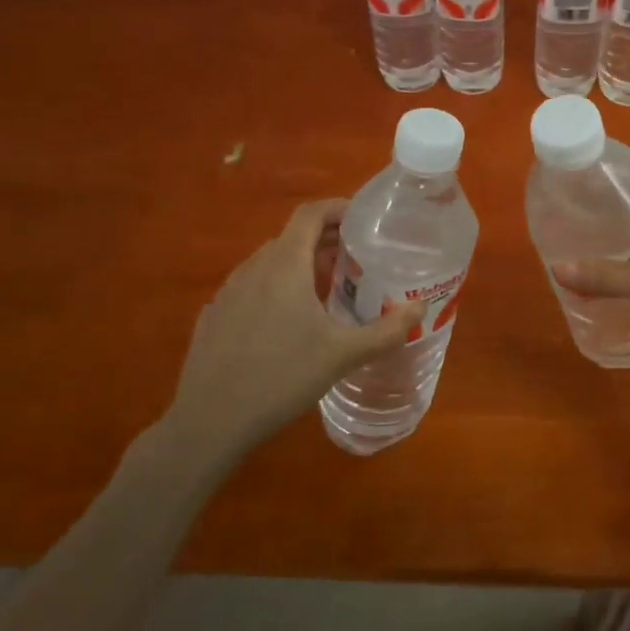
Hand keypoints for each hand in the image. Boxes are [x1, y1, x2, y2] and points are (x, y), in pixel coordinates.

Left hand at [167, 200, 419, 453]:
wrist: (209, 422)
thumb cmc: (282, 378)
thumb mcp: (343, 355)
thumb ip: (386, 330)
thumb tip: (420, 309)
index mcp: (285, 265)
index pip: (310, 214)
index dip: (337, 208)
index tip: (363, 219)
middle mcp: (254, 268)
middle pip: (292, 237)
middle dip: (324, 240)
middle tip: (355, 258)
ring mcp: (227, 292)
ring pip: (268, 263)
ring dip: (298, 265)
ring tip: (324, 289)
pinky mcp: (213, 316)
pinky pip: (250, 288)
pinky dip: (273, 289)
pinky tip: (284, 323)